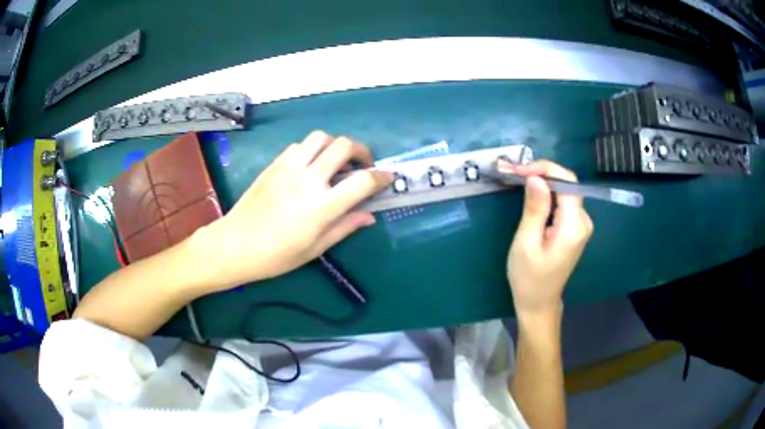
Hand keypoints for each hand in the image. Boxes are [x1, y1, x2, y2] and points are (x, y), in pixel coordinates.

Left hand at [202, 131, 392, 289]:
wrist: (235, 244)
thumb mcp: (315, 248)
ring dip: (335, 146)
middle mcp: (308, 179)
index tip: (388, 178)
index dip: (381, 177)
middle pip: (344, 146)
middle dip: (362, 151)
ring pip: (321, 138)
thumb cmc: (276, 255)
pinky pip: (300, 146)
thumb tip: (369, 215)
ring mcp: (289, 168)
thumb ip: (344, 227)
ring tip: (335, 162)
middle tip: (362, 166)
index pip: (362, 181)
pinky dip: (313, 150)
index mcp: (322, 206)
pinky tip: (310, 166)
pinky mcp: (275, 164)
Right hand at [505, 160, 592, 315]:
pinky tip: (529, 194)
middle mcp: (583, 221)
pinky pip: (562, 203)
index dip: (545, 169)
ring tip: (516, 179)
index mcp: (574, 226)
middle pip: (567, 184)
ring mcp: (580, 225)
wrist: (538, 303)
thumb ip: (535, 209)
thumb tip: (536, 178)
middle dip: (541, 173)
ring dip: (542, 182)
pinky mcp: (573, 228)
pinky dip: (546, 195)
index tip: (519, 170)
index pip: (568, 182)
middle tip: (513, 172)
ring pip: (564, 191)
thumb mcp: (526, 243)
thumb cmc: (529, 278)